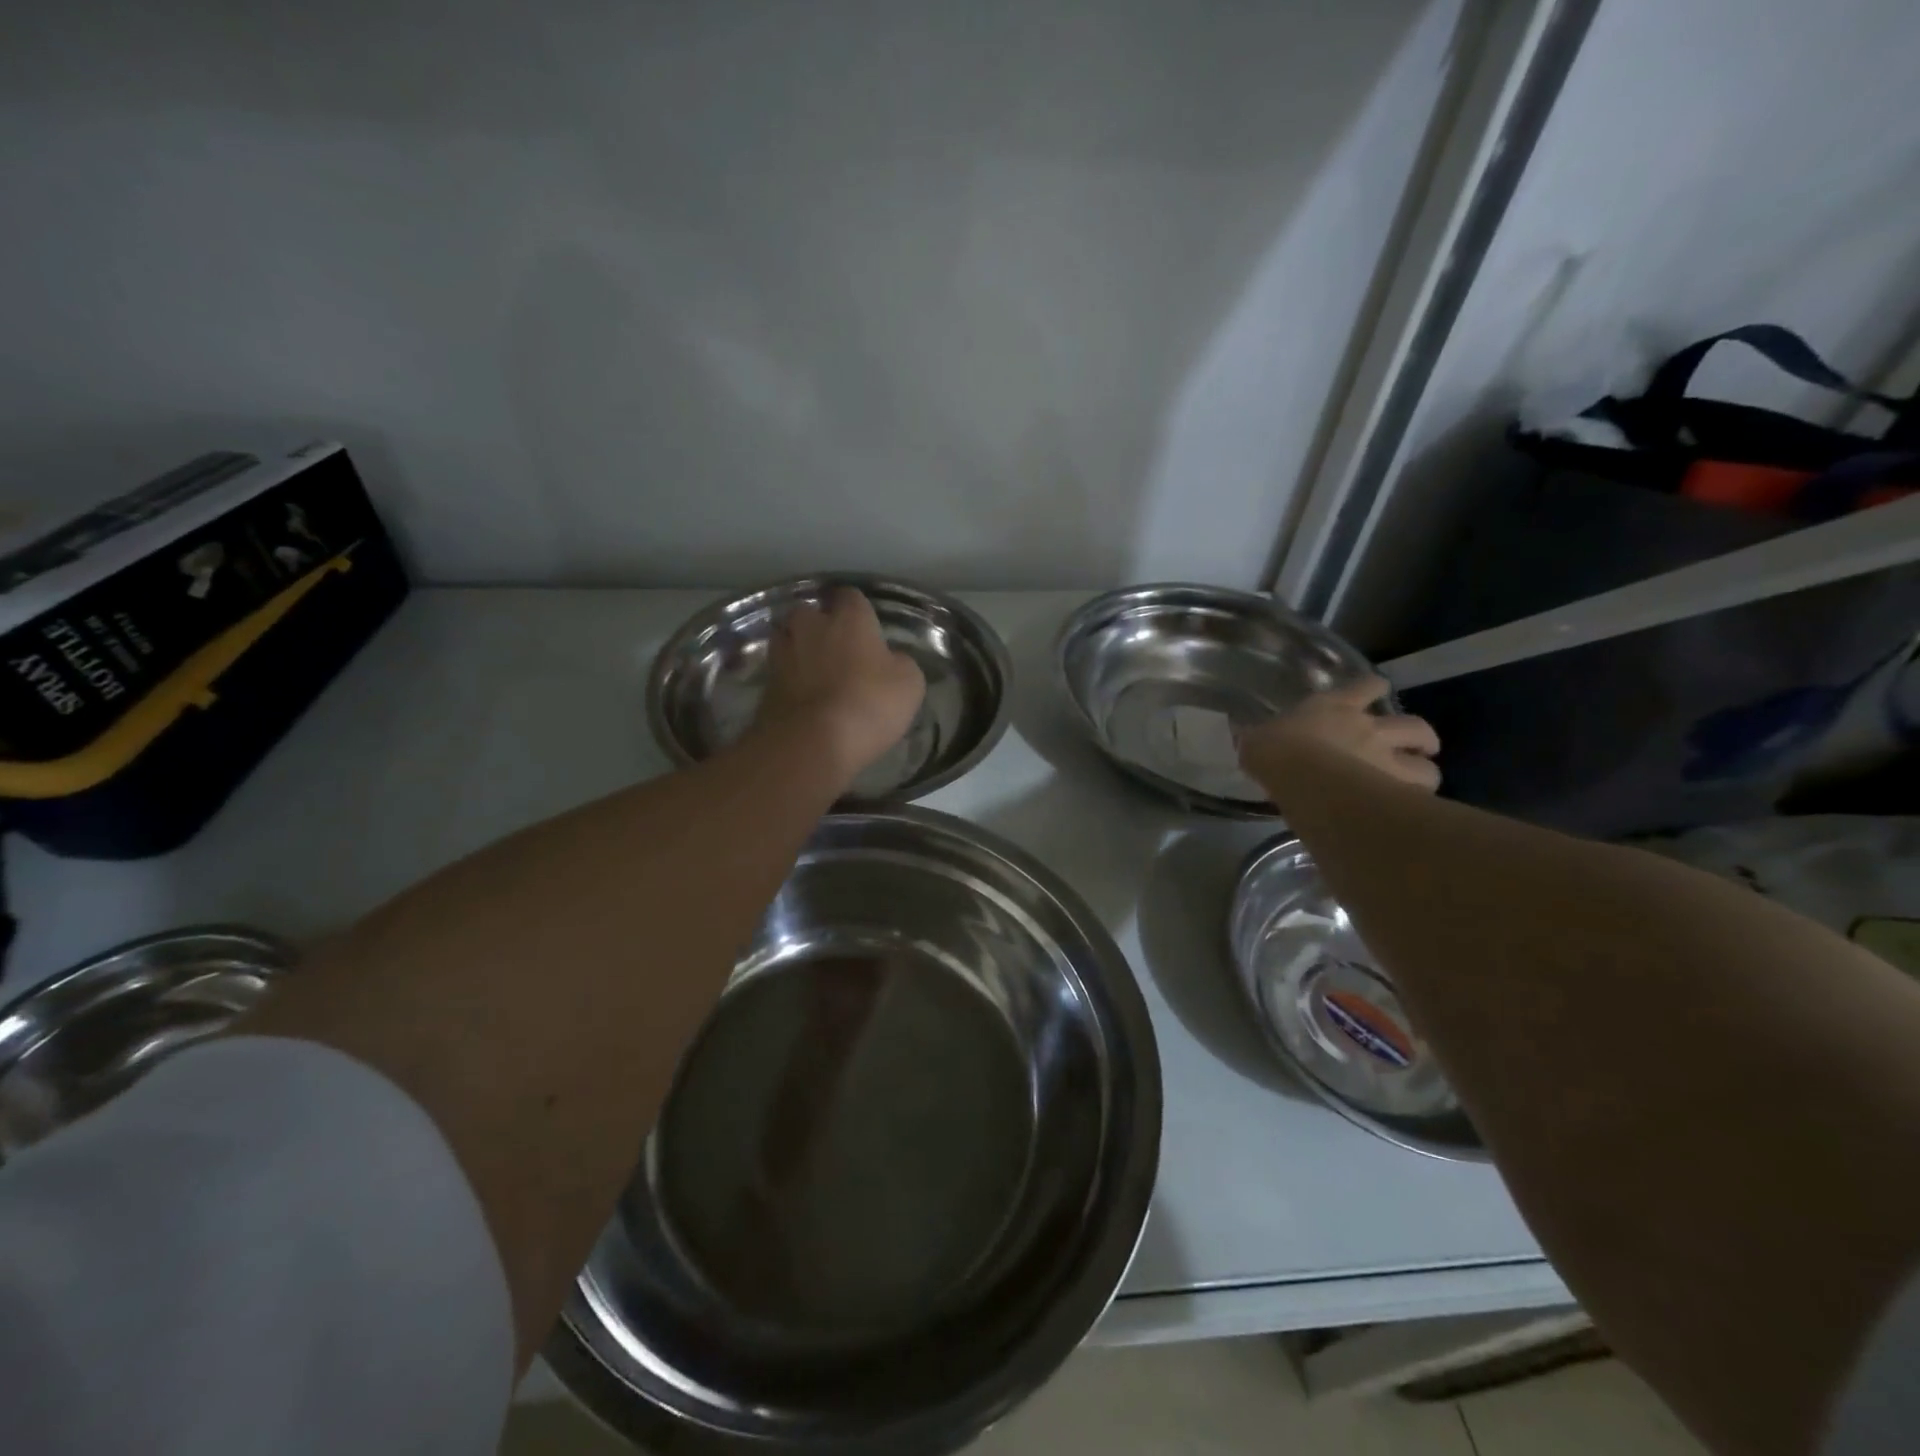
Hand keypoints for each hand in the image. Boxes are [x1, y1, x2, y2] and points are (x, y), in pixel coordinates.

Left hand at [753, 587, 926, 783]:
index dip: (858, 610)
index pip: (851, 596)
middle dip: (820, 625)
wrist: (812, 742)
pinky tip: (803, 697)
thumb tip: (890, 660)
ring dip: (799, 650)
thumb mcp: (908, 684)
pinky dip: (789, 680)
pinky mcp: (765, 684)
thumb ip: (899, 663)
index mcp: (848, 618)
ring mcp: (782, 653)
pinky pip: (779, 672)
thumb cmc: (869, 704)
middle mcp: (810, 626)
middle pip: (810, 613)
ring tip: (814, 671)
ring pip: (788, 639)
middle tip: (836, 648)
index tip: (866, 626)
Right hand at [1238, 675, 1440, 793]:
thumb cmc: (1275, 751)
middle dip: (1421, 737)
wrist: (1300, 775)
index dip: (1374, 688)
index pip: (1366, 686)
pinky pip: (1418, 798)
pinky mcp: (1396, 790)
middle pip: (1415, 726)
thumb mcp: (1257, 740)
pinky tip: (1407, 813)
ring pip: (1427, 766)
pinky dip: (1416, 804)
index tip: (1375, 692)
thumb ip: (1258, 737)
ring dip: (1424, 773)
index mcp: (1335, 707)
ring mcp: (1388, 760)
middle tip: (1417, 748)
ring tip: (1415, 785)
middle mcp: (1370, 728)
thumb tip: (1242, 733)